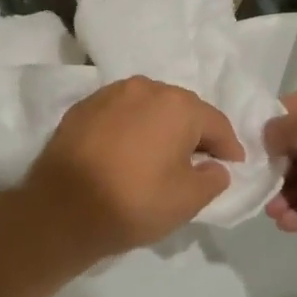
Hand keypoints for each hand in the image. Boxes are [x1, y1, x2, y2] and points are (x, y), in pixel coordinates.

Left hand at [20, 78, 243, 260]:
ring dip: (159, 126)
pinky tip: (127, 151)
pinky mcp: (82, 107)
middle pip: (181, 109)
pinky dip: (130, 128)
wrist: (62, 208)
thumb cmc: (134, 201)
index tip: (233, 166)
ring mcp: (109, 94)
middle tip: (199, 160)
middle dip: (194, 133)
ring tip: (160, 154)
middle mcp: (145, 88)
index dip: (229, 147)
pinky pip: (119, 114)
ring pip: (148, 107)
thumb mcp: (187, 200)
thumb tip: (214, 166)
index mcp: (178, 105)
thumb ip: (213, 179)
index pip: (216, 123)